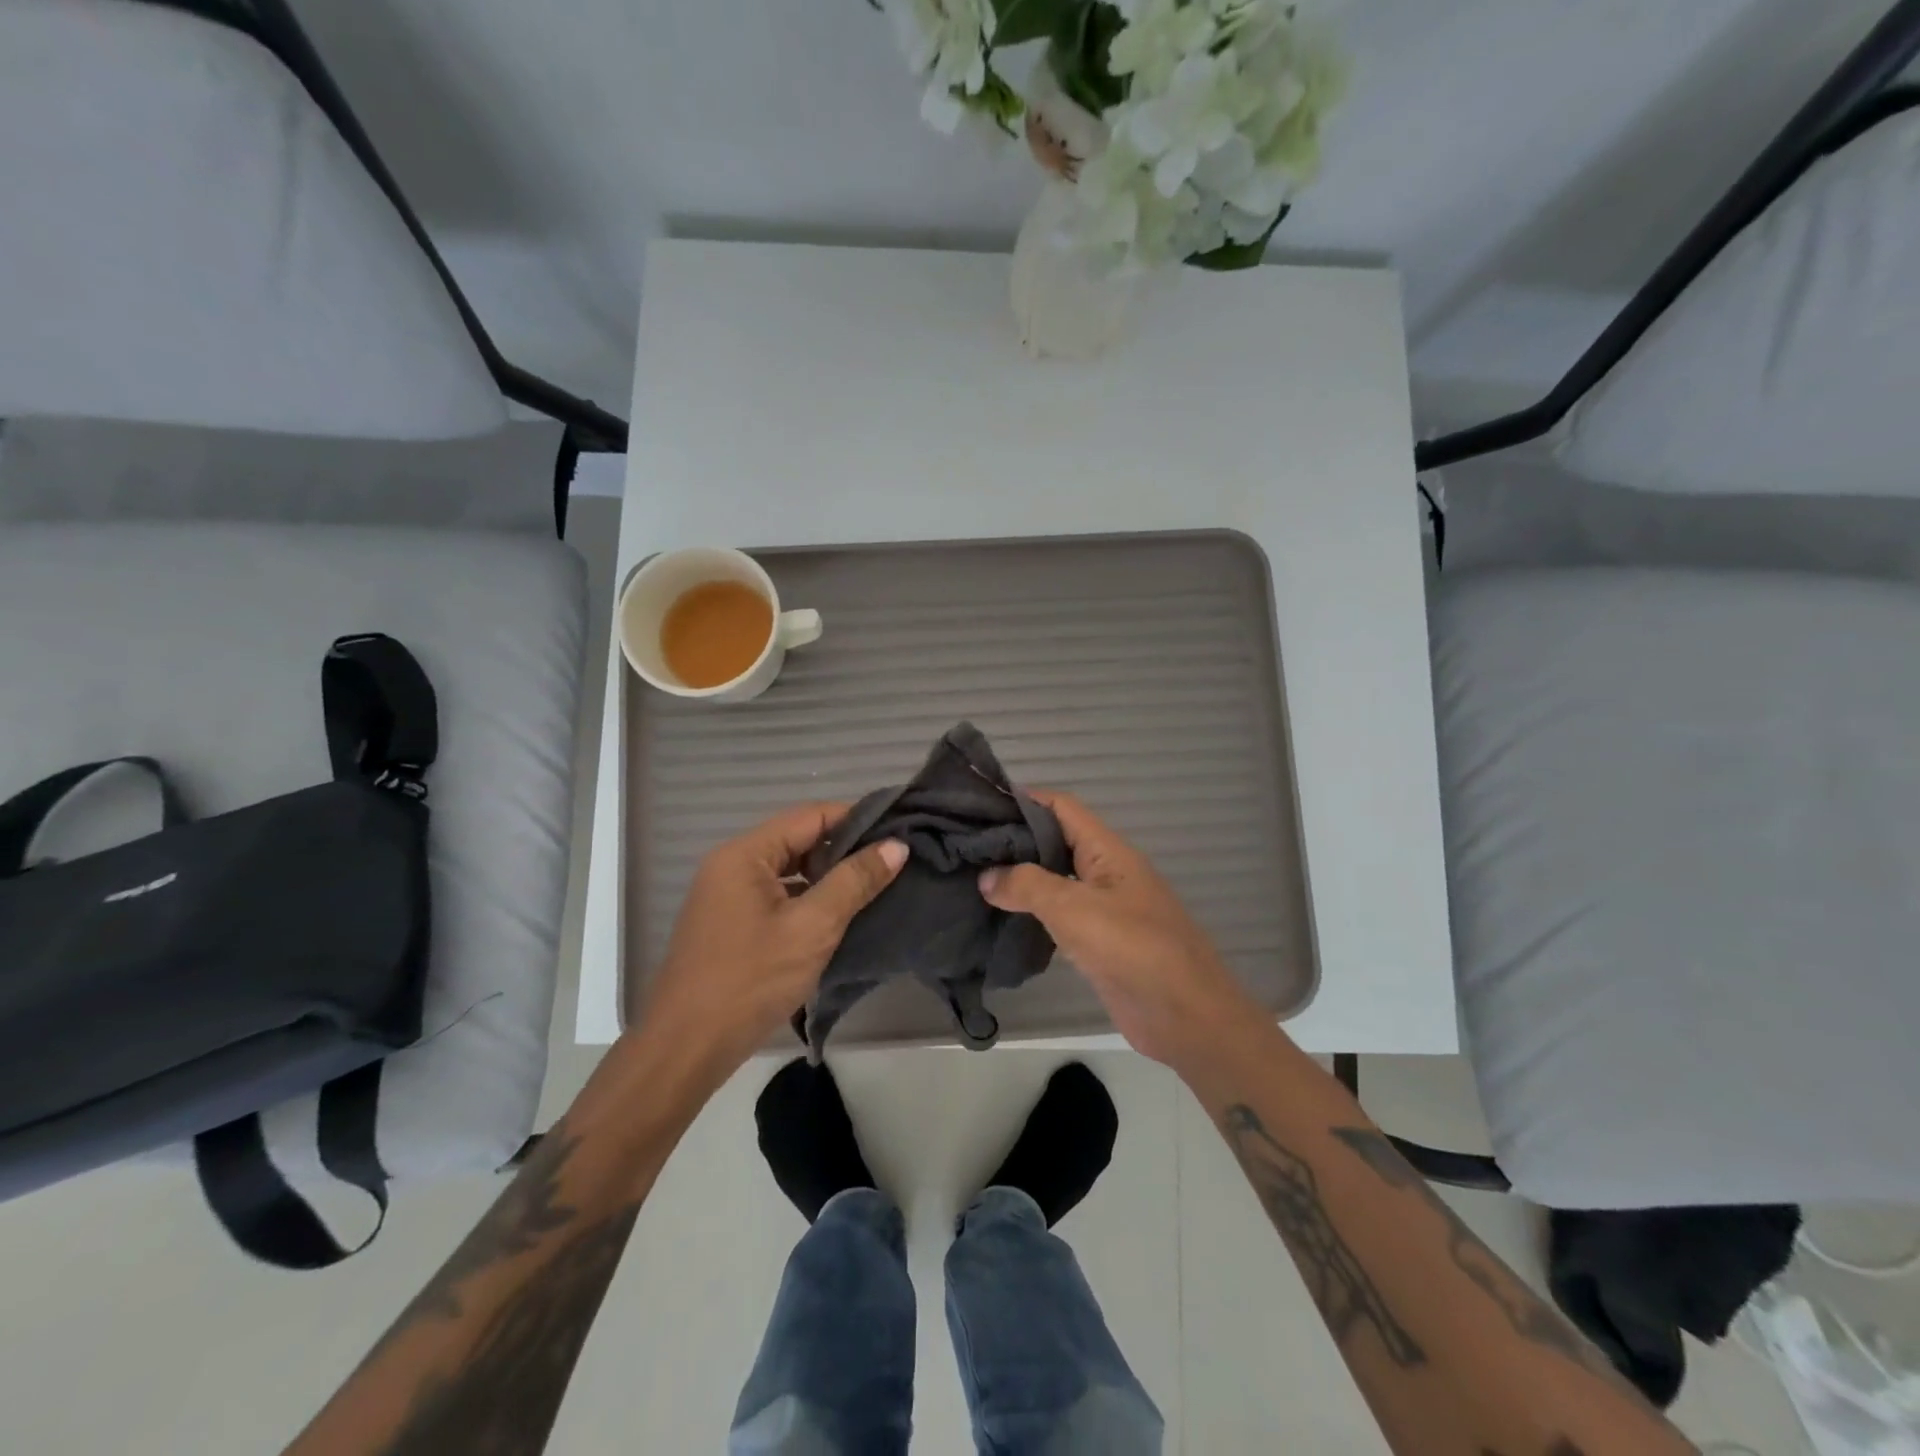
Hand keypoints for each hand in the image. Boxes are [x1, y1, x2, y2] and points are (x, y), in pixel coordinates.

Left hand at [640, 803, 906, 1081]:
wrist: (686, 1048)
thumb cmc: (751, 980)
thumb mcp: (813, 927)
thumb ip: (855, 881)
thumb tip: (896, 845)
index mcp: (745, 854)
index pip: (811, 816)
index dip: (856, 818)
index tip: (898, 831)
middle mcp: (732, 865)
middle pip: (798, 840)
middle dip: (845, 849)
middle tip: (892, 862)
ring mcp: (728, 896)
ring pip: (789, 871)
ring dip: (828, 877)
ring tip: (874, 887)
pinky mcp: (731, 925)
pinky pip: (777, 897)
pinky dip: (808, 901)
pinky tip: (838, 918)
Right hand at [979, 790, 1261, 1071]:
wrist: (1184, 1015)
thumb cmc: (1131, 947)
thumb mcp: (1073, 907)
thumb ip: (1026, 885)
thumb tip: (986, 877)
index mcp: (1107, 851)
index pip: (1062, 808)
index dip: (1024, 800)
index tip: (980, 805)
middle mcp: (1106, 872)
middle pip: (1056, 841)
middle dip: (1016, 840)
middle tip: (968, 845)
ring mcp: (1104, 908)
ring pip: (1057, 879)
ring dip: (1022, 877)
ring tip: (975, 877)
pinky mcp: (1100, 942)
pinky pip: (1061, 915)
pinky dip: (1033, 912)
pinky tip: (1002, 918)